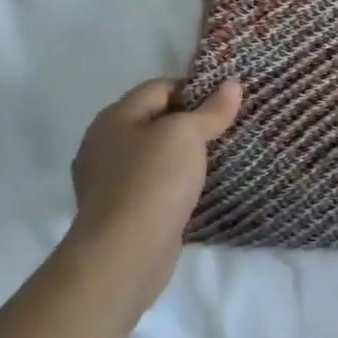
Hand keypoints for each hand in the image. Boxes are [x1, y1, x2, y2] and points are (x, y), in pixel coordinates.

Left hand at [64, 77, 241, 319]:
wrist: (125, 253)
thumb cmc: (153, 180)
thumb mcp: (187, 134)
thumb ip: (211, 109)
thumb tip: (232, 84)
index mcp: (114, 118)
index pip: (160, 87)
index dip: (195, 89)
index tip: (227, 102)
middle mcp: (105, 144)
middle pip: (157, 119)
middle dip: (192, 122)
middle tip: (228, 128)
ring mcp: (109, 180)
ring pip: (156, 153)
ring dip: (185, 154)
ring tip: (220, 157)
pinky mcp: (121, 210)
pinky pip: (154, 183)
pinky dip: (176, 181)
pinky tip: (198, 188)